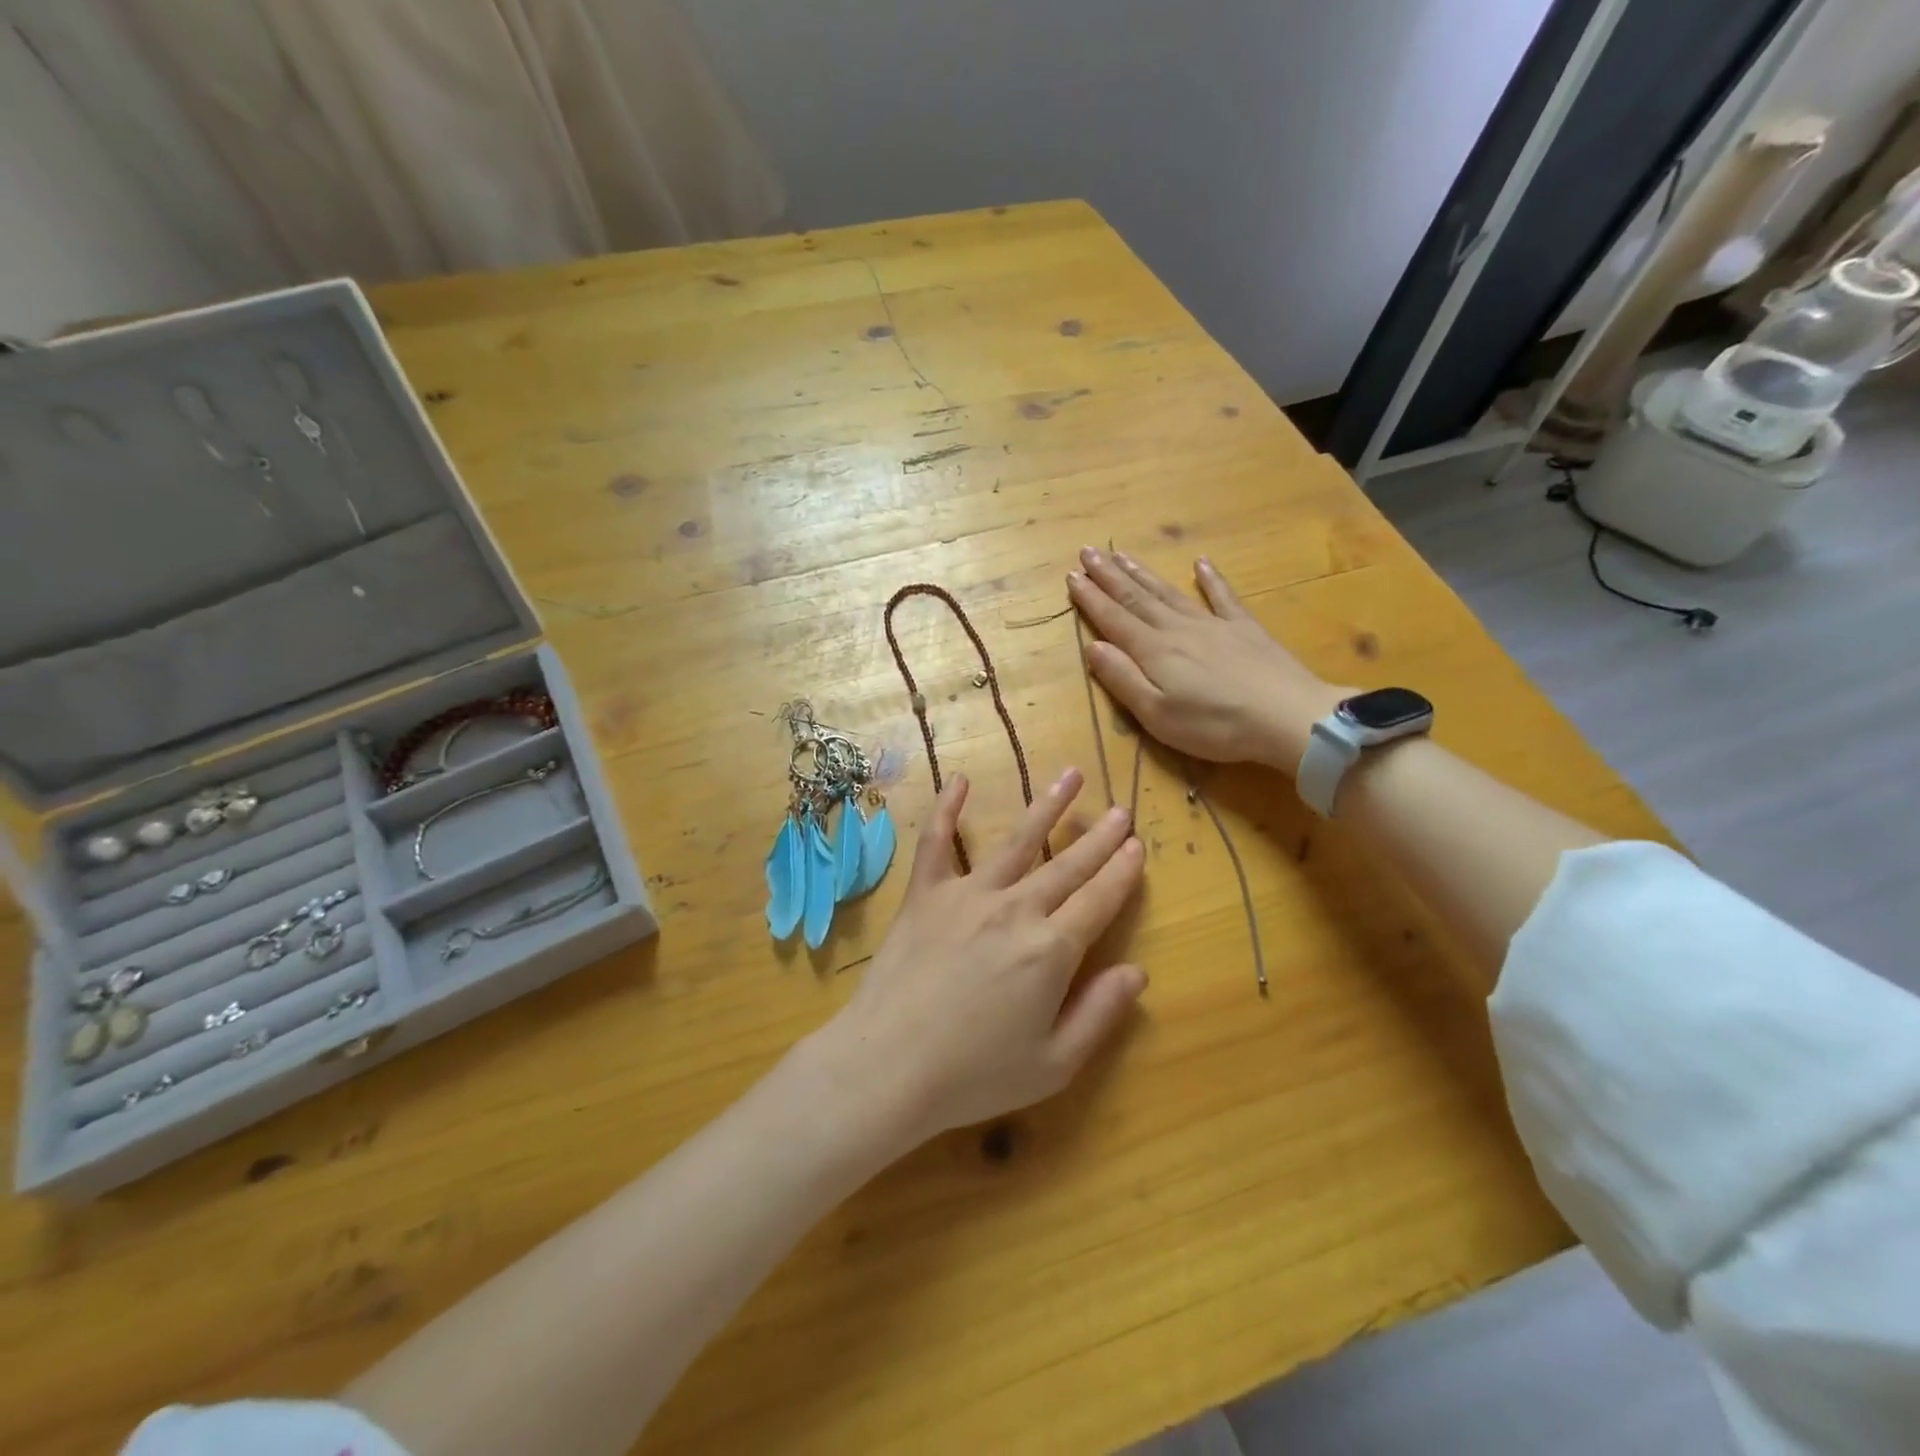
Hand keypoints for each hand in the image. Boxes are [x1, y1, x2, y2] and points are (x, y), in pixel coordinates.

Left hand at [808, 769, 1146, 1152]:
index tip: (1137, 845)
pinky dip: (946, 809)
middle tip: (1120, 810)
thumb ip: (1100, 1014)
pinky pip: (937, 842)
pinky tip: (960, 780)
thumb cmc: (974, 1075)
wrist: (887, 1066)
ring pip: (1017, 841)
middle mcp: (1015, 909)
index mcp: (1051, 950)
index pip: (1099, 900)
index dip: (1121, 872)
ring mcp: (967, 894)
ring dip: (1047, 807)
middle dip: (1098, 838)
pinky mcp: (925, 894)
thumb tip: (1137, 971)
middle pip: (1068, 865)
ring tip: (1070, 775)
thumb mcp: (1054, 1064)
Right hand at [1068, 547, 1346, 772]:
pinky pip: (1222, 597)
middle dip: (1109, 575)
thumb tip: (1092, 646)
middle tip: (1088, 551)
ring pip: (1170, 593)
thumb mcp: (1157, 714)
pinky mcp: (1245, 629)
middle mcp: (1178, 629)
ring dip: (1144, 573)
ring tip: (1122, 554)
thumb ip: (1123, 679)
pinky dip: (1210, 579)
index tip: (1071, 576)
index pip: (1114, 619)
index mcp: (1154, 651)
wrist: (1288, 718)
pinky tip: (1200, 563)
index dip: (1091, 598)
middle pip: (1137, 597)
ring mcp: (1214, 625)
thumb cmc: (1215, 725)